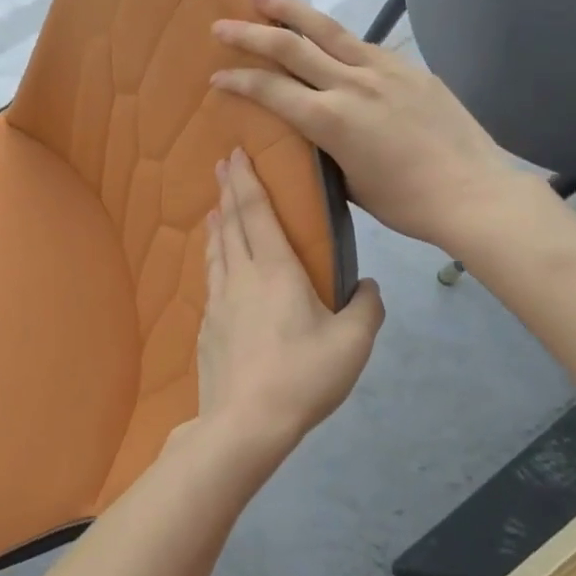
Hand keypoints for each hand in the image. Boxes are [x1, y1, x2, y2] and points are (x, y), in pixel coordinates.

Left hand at [196, 150, 385, 456]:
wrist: (245, 422)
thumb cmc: (302, 376)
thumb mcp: (352, 344)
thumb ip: (366, 309)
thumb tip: (368, 286)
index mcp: (275, 271)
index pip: (256, 212)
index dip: (247, 181)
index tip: (236, 153)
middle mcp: (241, 276)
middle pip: (231, 223)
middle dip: (228, 190)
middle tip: (222, 166)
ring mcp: (218, 301)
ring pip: (216, 250)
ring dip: (217, 223)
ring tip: (215, 208)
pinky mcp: (207, 326)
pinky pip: (211, 279)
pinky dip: (213, 258)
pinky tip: (216, 266)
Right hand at [211, 0, 546, 257]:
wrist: (474, 192)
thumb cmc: (406, 203)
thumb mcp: (349, 184)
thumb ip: (323, 151)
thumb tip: (309, 134)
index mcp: (331, 120)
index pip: (271, 90)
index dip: (239, 80)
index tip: (216, 76)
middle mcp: (351, 84)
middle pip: (290, 47)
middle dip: (250, 33)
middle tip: (220, 24)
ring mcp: (383, 69)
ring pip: (326, 29)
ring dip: (289, 9)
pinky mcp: (408, 67)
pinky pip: (361, 44)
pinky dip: (333, 36)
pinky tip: (323, 35)